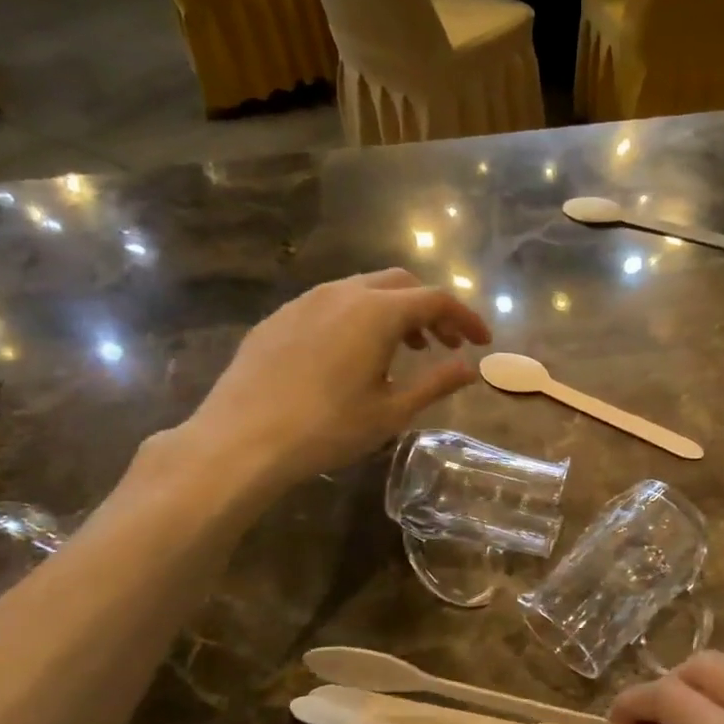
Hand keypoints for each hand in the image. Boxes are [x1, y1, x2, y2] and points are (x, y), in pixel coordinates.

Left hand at [168, 269, 489, 499]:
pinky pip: (330, 305)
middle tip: (444, 344)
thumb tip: (470, 368)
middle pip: (400, 284)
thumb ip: (437, 383)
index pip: (436, 300)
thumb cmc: (328, 428)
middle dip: (430, 309)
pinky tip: (352, 355)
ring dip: (393, 312)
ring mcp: (304, 301)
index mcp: (376, 312)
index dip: (465, 318)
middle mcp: (342, 293)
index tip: (482, 342)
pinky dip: (357, 318)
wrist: (242, 440)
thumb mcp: (392, 411)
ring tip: (402, 350)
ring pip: (362, 290)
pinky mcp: (278, 318)